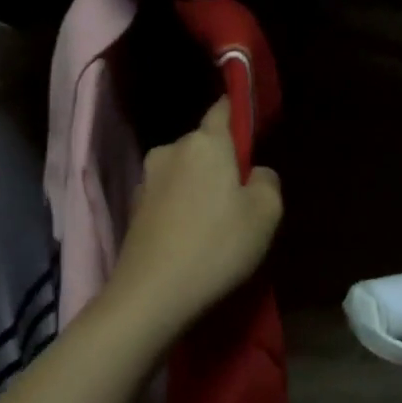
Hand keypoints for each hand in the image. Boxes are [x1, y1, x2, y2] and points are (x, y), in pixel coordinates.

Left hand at [106, 99, 282, 341]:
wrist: (152, 293)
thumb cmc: (217, 245)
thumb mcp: (266, 213)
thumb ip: (268, 181)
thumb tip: (255, 173)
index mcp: (205, 142)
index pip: (222, 109)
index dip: (238, 113)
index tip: (251, 129)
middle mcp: (170, 150)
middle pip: (203, 145)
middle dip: (221, 162)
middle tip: (241, 198)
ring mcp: (147, 179)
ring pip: (184, 172)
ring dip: (199, 188)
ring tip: (214, 225)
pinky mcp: (133, 208)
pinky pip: (168, 197)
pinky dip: (181, 208)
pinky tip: (190, 238)